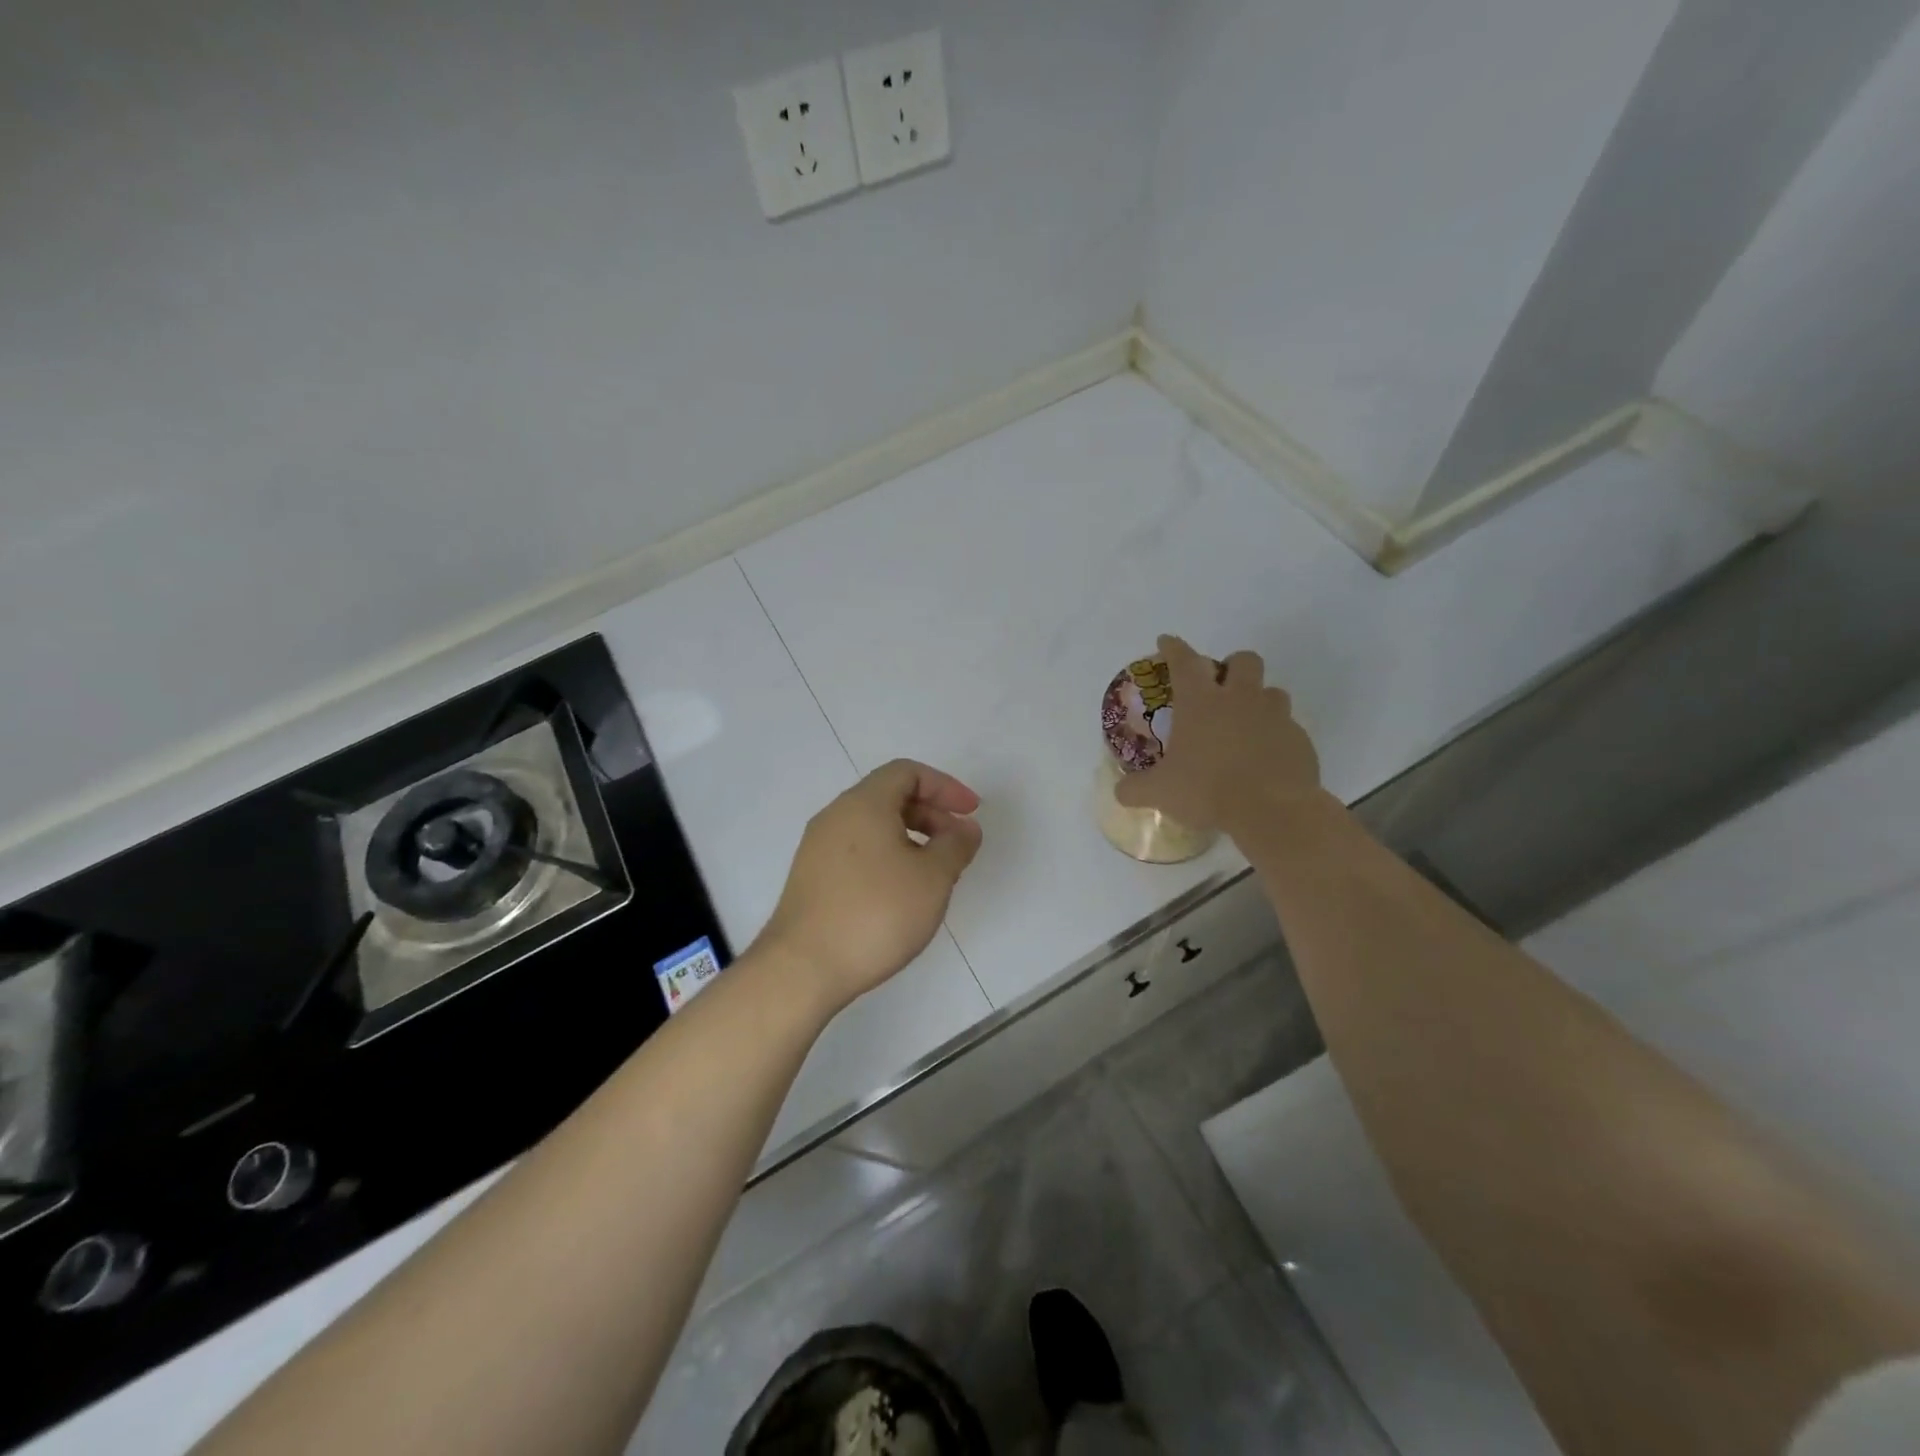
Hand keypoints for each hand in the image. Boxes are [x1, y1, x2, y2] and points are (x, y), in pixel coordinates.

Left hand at [758, 759, 983, 1013]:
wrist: (802, 967)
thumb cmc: (876, 914)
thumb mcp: (932, 878)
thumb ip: (956, 846)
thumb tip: (965, 828)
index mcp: (864, 804)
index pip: (908, 772)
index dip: (945, 787)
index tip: (971, 813)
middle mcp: (836, 815)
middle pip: (889, 796)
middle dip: (930, 813)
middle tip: (957, 845)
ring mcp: (818, 847)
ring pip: (872, 825)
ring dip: (910, 837)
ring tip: (934, 872)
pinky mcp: (811, 877)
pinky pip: (857, 850)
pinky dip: (887, 856)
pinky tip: (900, 893)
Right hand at [1114, 635, 1323, 837]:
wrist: (1272, 811)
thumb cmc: (1208, 790)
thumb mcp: (1160, 793)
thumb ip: (1136, 788)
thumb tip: (1120, 791)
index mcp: (1201, 702)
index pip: (1184, 661)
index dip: (1173, 648)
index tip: (1166, 641)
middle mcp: (1240, 699)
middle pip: (1243, 661)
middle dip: (1231, 666)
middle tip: (1221, 687)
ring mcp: (1275, 716)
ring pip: (1273, 691)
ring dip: (1259, 700)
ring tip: (1246, 723)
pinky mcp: (1300, 739)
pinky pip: (1288, 727)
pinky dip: (1275, 735)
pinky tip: (1265, 757)